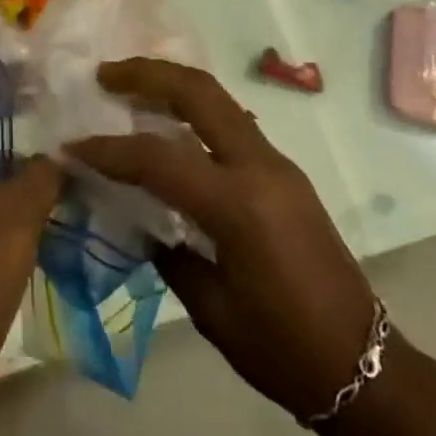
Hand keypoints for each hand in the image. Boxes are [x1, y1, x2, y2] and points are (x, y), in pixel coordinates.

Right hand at [68, 58, 386, 420]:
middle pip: (198, 92)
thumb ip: (169, 252)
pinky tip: (171, 125)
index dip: (110, 150)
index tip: (73, 146)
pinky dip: (195, 109)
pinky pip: (231, 122)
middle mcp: (259, 166)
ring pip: (218, 98)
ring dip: (172, 84)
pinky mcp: (283, 168)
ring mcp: (276, 161)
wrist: (362, 362)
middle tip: (105, 74)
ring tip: (130, 87)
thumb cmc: (282, 349)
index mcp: (238, 205)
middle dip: (148, 74)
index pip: (159, 159)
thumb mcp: (212, 310)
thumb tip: (137, 217)